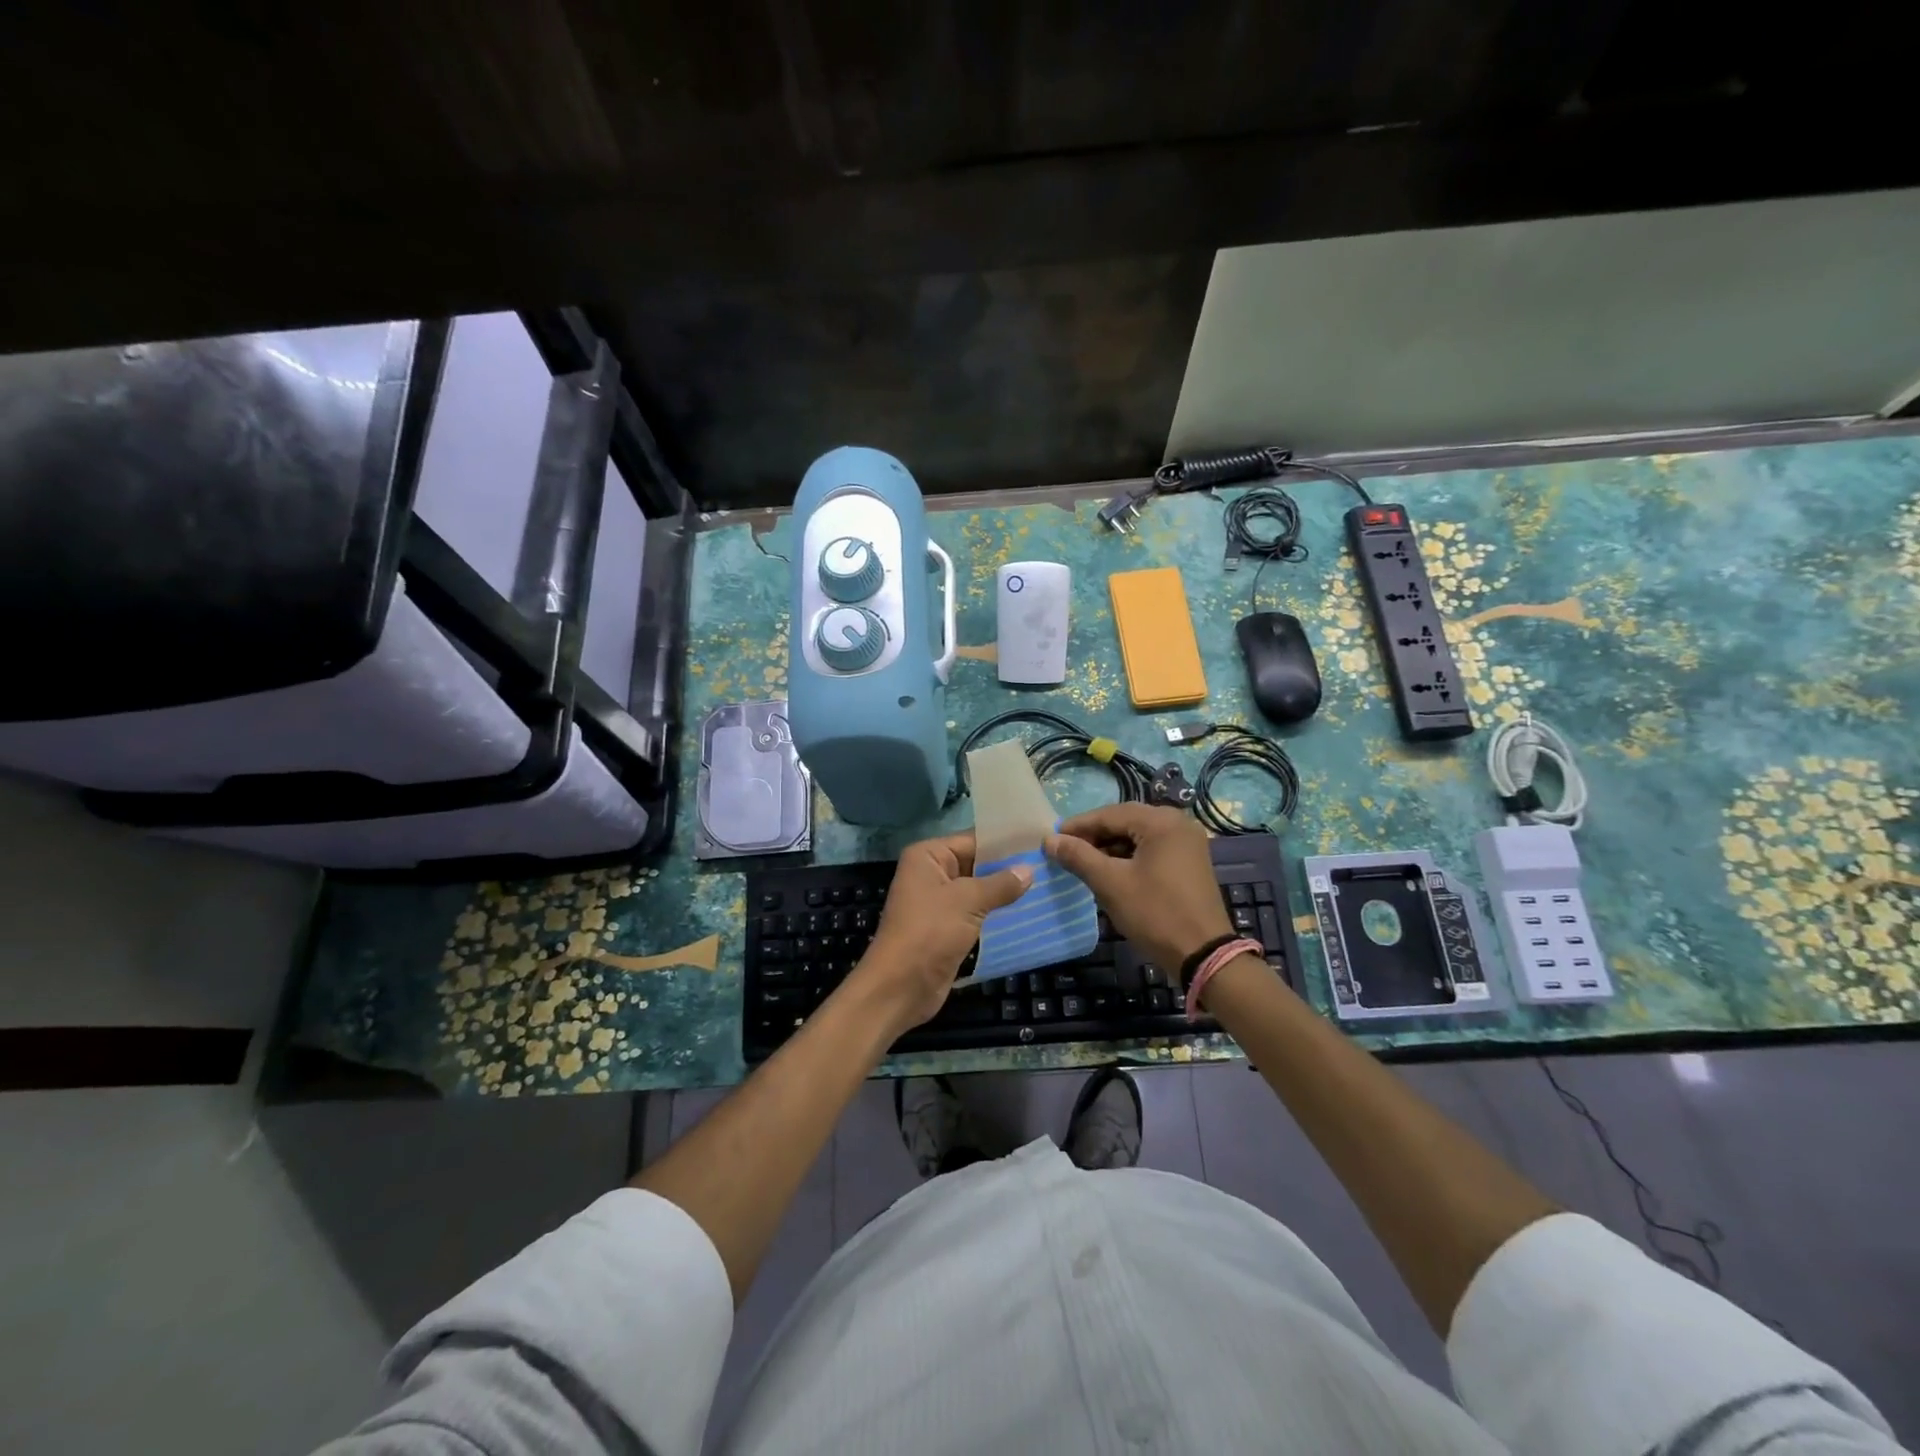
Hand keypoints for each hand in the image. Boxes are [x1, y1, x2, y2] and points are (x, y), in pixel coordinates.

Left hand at [850, 832, 1031, 1035]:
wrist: (900, 987)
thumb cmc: (929, 933)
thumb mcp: (967, 901)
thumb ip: (1000, 884)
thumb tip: (1029, 870)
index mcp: (928, 856)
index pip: (973, 840)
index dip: (1005, 842)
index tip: (1040, 841)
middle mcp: (932, 873)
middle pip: (977, 863)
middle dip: (1009, 867)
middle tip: (1049, 863)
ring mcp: (939, 902)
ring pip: (979, 890)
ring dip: (1006, 891)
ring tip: (1046, 884)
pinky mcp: (948, 928)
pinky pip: (977, 912)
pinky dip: (997, 912)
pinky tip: (1028, 910)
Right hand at [1046, 804, 1234, 975]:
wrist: (1203, 954)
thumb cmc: (1155, 913)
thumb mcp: (1111, 883)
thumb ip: (1079, 856)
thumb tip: (1049, 840)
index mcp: (1161, 821)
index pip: (1109, 814)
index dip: (1078, 826)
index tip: (1051, 840)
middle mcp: (1177, 823)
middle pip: (1124, 821)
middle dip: (1093, 836)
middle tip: (1064, 852)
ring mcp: (1187, 842)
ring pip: (1137, 836)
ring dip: (1110, 848)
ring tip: (1082, 864)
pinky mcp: (1189, 861)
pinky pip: (1151, 849)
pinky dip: (1128, 857)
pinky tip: (1110, 872)